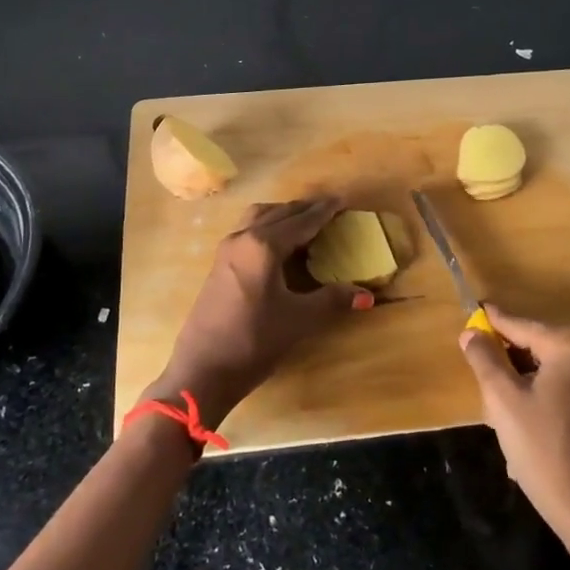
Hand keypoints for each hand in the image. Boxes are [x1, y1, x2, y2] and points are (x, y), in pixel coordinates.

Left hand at [147, 196, 369, 427]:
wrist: (202, 370)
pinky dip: (268, 226)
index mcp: (264, 246)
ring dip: (283, 214)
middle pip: (279, 213)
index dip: (324, 211)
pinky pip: (248, 230)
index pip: (302, 221)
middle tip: (330, 208)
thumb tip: (366, 295)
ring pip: (259, 217)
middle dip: (305, 209)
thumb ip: (332, 300)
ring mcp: (227, 250)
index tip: (343, 200)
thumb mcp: (299, 320)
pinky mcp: (219, 264)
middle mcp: (243, 238)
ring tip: (305, 221)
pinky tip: (278, 244)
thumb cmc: (253, 341)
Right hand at [458, 304, 569, 540]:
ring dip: (516, 385)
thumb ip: (484, 359)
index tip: (468, 311)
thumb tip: (470, 332)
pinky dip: (533, 398)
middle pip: (530, 346)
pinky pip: (554, 388)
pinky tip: (519, 427)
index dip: (489, 323)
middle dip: (503, 364)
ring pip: (540, 370)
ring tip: (498, 413)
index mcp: (568, 346)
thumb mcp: (503, 399)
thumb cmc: (543, 448)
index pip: (517, 325)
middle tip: (480, 382)